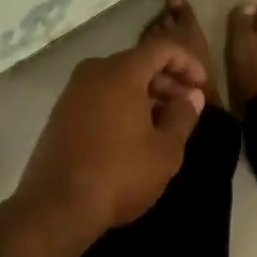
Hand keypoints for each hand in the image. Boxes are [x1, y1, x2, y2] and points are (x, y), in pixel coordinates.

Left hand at [0, 40, 207, 256]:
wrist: (54, 208)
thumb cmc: (118, 174)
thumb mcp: (164, 151)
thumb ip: (182, 117)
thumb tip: (192, 96)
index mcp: (122, 70)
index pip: (161, 48)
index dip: (187, 62)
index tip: (202, 85)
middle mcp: (95, 70)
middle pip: (139, 62)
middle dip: (167, 81)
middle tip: (186, 106)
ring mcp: (74, 90)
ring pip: (118, 80)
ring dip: (145, 95)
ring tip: (163, 124)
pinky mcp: (61, 112)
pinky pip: (100, 95)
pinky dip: (122, 104)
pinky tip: (133, 134)